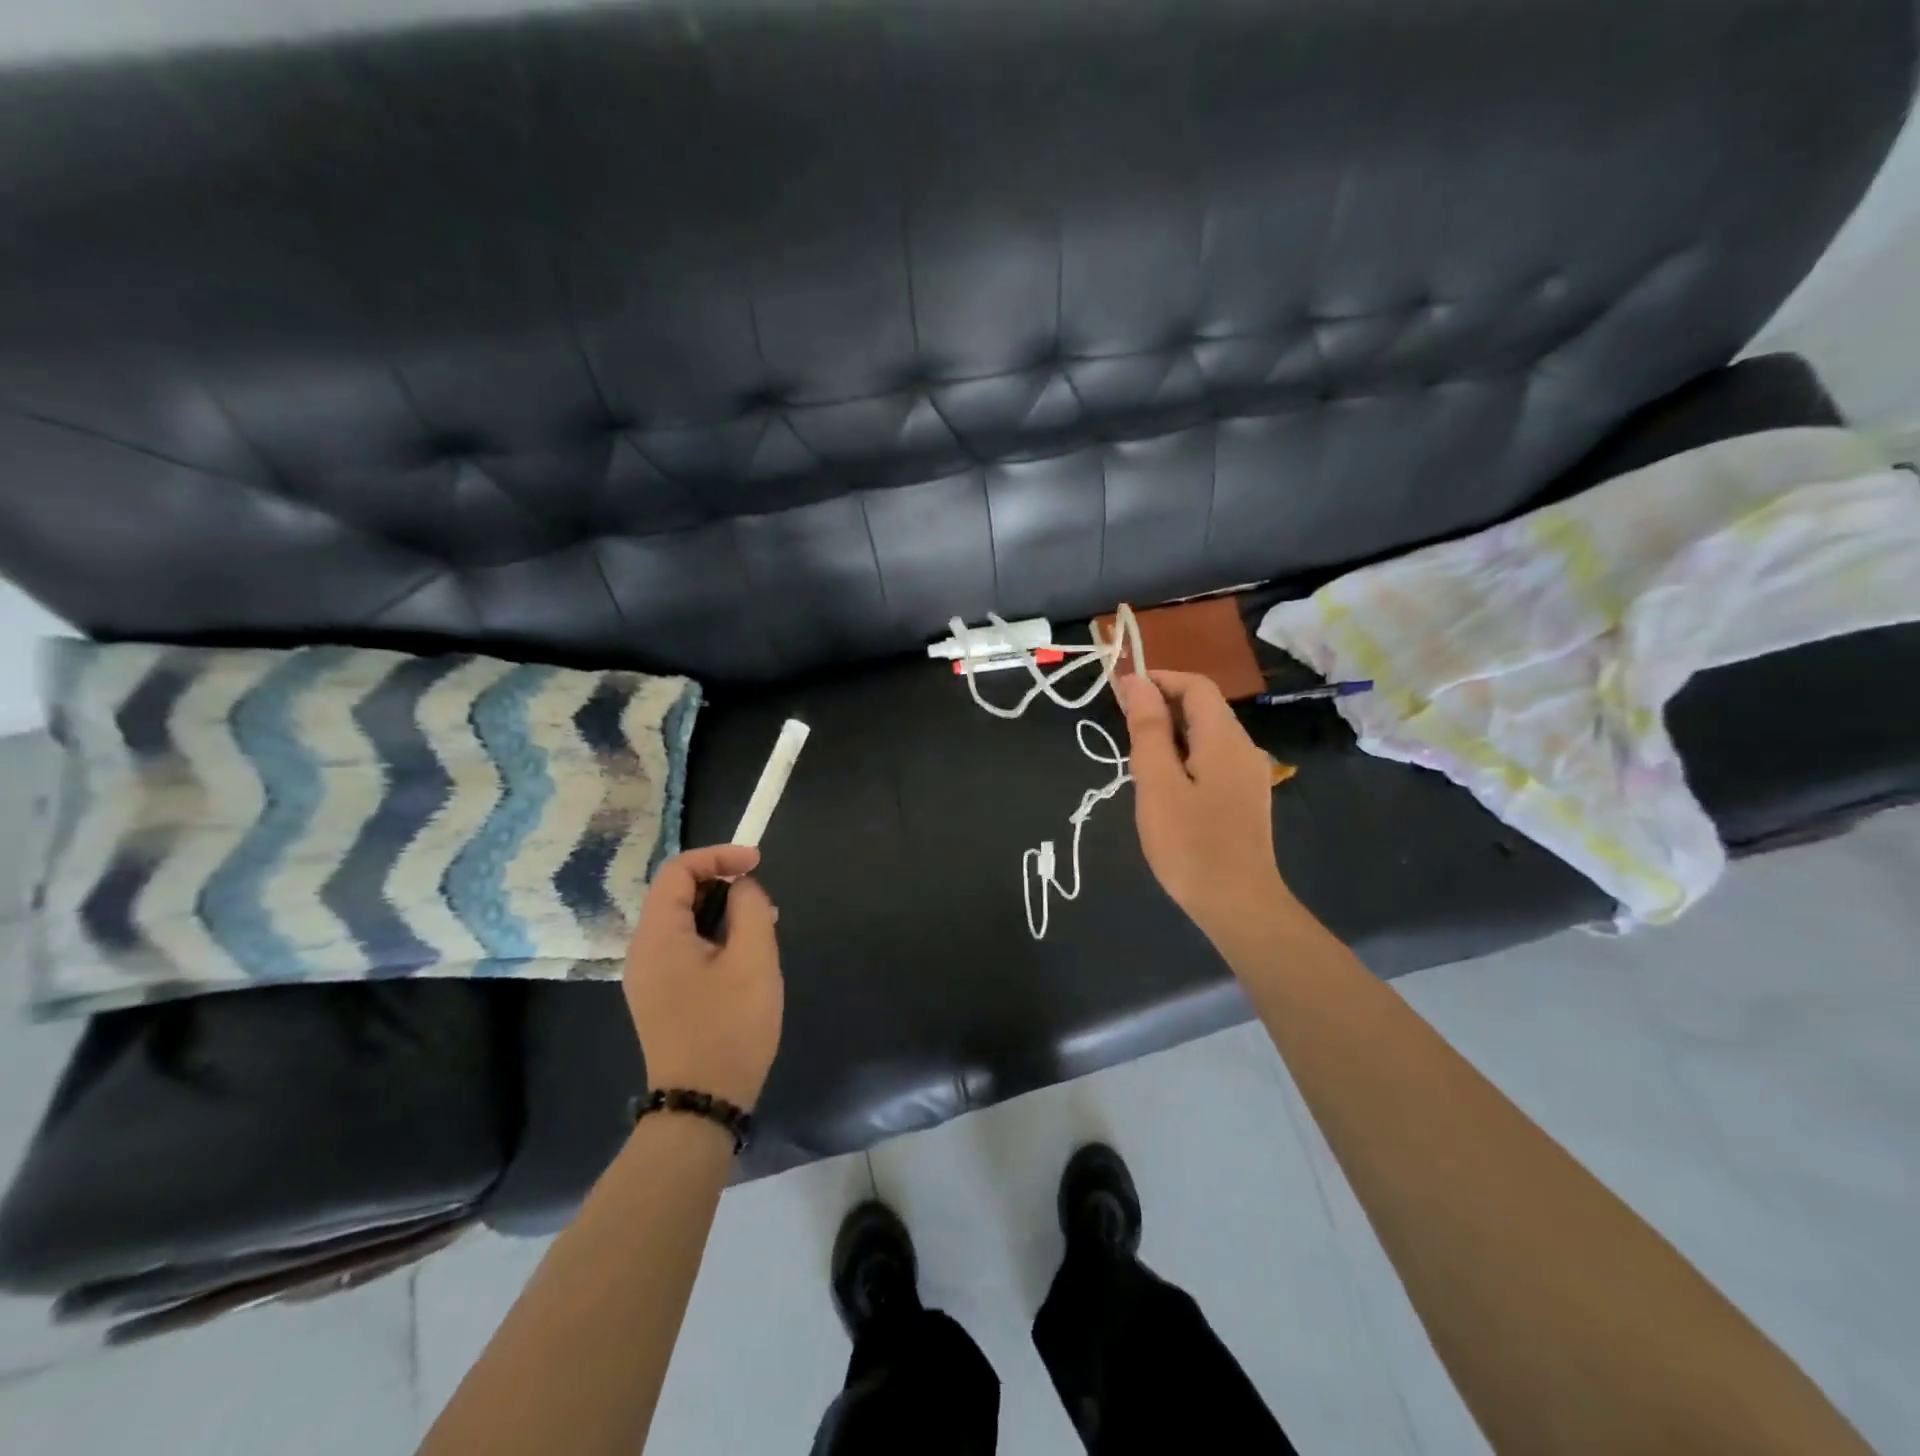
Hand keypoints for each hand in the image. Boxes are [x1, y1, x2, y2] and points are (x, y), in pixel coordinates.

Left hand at [624, 845, 782, 1109]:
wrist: (703, 1104)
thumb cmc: (730, 1026)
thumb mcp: (753, 959)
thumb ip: (750, 908)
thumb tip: (743, 887)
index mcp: (658, 936)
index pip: (678, 871)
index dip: (719, 856)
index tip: (757, 863)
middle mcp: (643, 950)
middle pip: (677, 894)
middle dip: (723, 885)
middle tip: (763, 903)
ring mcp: (649, 976)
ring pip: (683, 922)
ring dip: (722, 913)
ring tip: (761, 930)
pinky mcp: (661, 996)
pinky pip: (684, 948)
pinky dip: (714, 937)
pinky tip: (744, 958)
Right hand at [1117, 670, 1289, 941]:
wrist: (1237, 903)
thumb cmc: (1190, 843)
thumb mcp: (1157, 783)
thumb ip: (1148, 729)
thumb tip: (1137, 683)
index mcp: (1223, 738)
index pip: (1195, 686)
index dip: (1158, 679)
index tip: (1120, 692)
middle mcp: (1243, 747)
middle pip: (1203, 707)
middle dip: (1161, 705)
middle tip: (1121, 727)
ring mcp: (1248, 774)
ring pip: (1206, 735)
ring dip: (1170, 732)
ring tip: (1136, 757)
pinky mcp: (1245, 797)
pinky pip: (1212, 758)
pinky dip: (1184, 755)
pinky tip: (1163, 783)